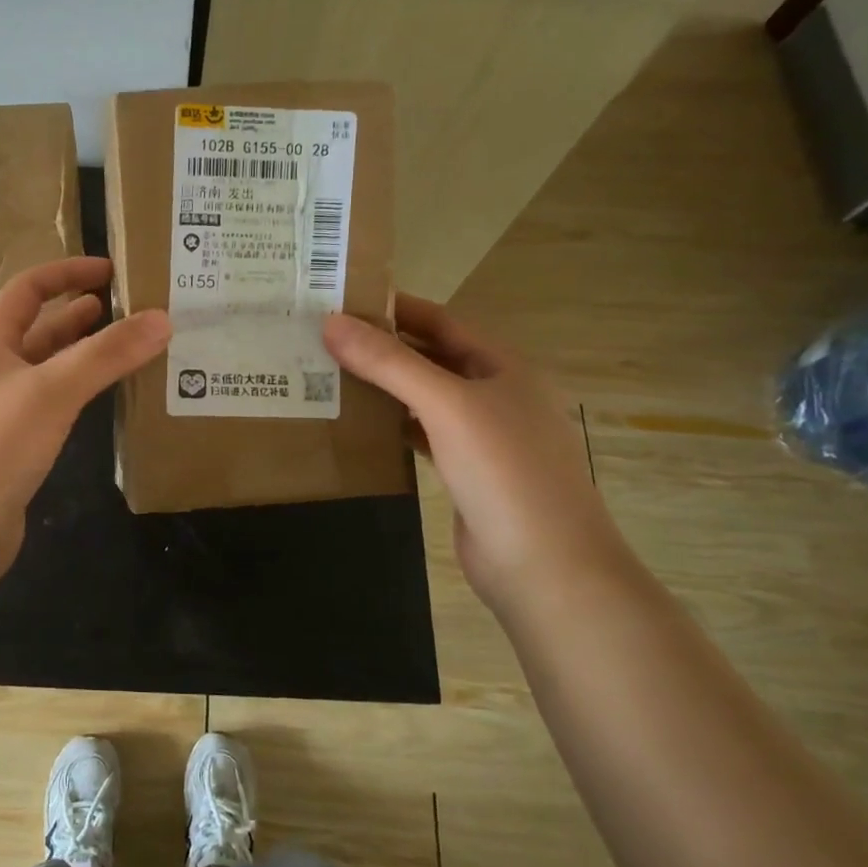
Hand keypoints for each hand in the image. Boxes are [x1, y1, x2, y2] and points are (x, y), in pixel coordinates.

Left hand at [0, 257, 169, 582]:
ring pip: (46, 372)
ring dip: (81, 356)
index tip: (109, 270)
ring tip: (124, 348)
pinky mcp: (12, 452)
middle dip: (78, 315)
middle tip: (126, 310)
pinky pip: (51, 408)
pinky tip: (102, 401)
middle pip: (37, 330)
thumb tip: (162, 319)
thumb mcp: (52, 391)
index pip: (25, 290)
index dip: (65, 272)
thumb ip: (106, 355)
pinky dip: (78, 395)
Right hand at [323, 293, 627, 609]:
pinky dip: (391, 425)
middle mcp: (494, 393)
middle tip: (322, 337)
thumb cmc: (505, 472)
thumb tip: (331, 322)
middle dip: (381, 347)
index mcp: (501, 365)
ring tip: (328, 374)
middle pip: (430, 357)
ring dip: (382, 386)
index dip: (392, 307)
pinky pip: (421, 434)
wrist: (546, 568)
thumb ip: (389, 363)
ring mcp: (482, 435)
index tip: (339, 298)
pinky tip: (357, 423)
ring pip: (423, 397)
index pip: (439, 319)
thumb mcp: (446, 405)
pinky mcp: (465, 471)